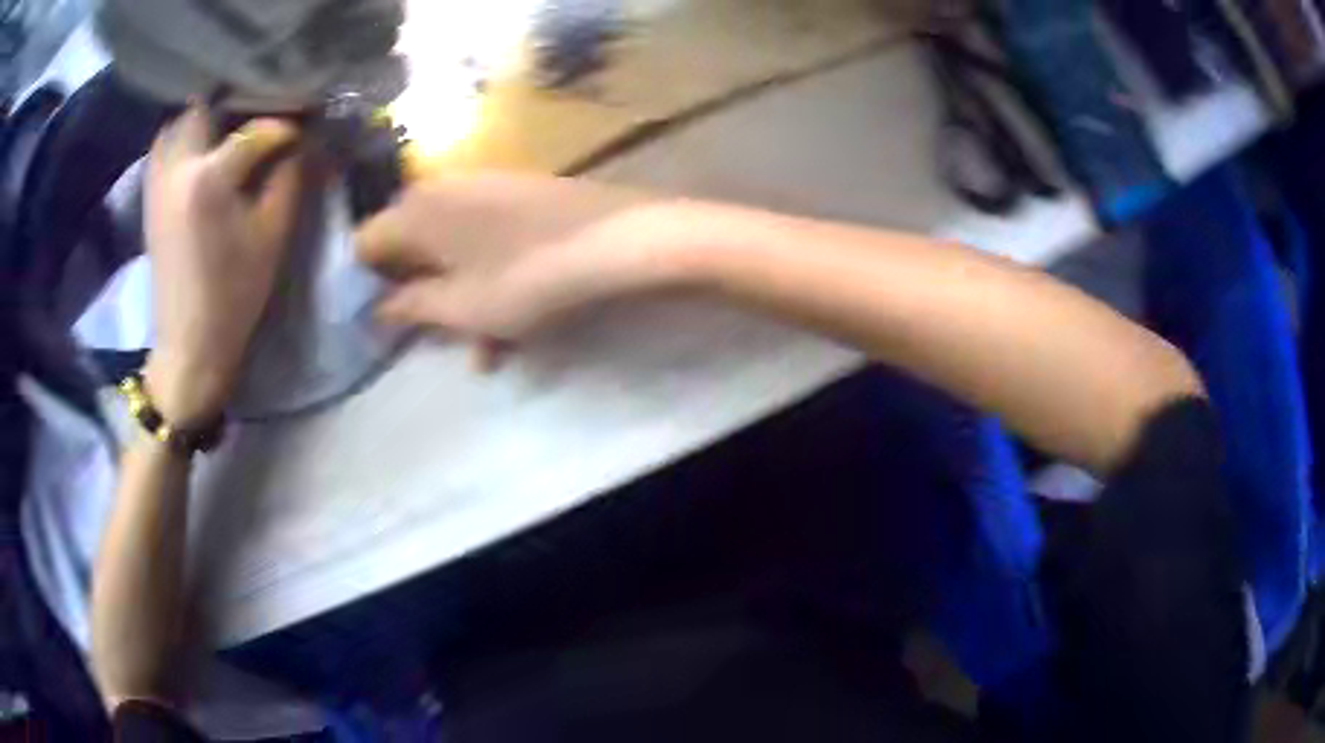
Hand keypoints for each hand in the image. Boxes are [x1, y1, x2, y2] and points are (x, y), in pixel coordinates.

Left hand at [143, 104, 302, 425]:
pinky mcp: (150, 195)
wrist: (189, 343)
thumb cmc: (234, 294)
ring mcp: (157, 180)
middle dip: (236, 103)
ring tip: (230, 124)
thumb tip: (303, 141)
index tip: (305, 130)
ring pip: (179, 121)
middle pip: (205, 107)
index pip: (254, 131)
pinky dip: (184, 135)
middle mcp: (177, 168)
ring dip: (205, 116)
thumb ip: (290, 177)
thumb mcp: (273, 235)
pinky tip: (203, 147)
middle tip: (261, 112)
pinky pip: (165, 145)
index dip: (284, 127)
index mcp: (208, 179)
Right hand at [356, 173, 687, 365]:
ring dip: (461, 299)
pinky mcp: (521, 195)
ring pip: (453, 249)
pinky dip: (491, 280)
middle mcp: (443, 189)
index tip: (382, 319)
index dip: (366, 284)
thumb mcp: (459, 307)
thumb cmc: (523, 278)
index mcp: (415, 210)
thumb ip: (410, 307)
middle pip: (409, 244)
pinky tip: (514, 329)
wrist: (615, 240)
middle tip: (432, 334)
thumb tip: (378, 307)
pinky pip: (488, 241)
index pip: (365, 243)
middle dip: (418, 294)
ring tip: (484, 350)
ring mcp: (486, 187)